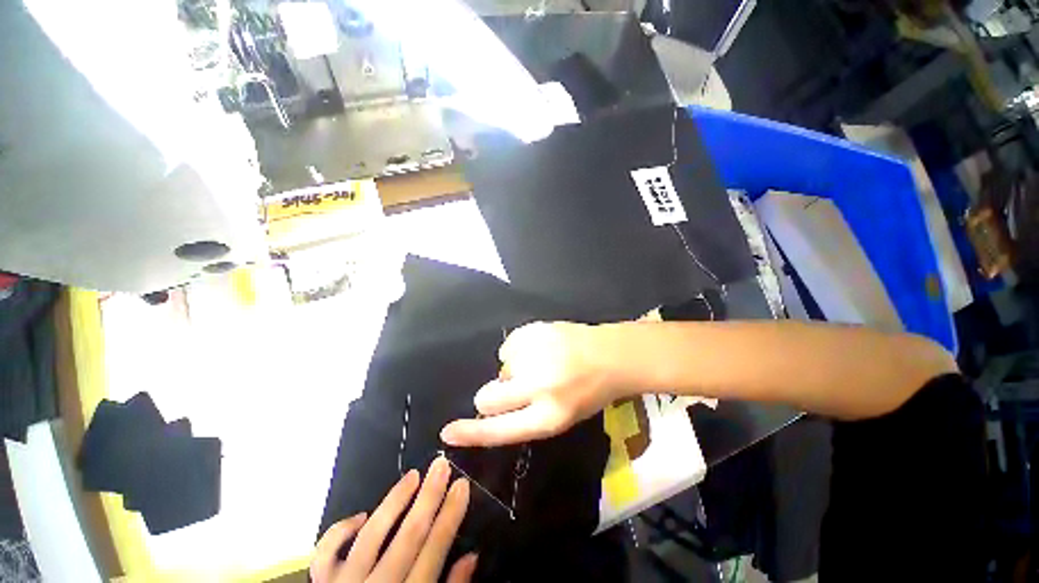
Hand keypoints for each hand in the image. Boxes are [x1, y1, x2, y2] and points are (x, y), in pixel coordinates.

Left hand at [311, 456, 475, 582]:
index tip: (461, 485)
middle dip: (428, 497)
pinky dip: (340, 530)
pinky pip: (326, 554)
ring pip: (371, 536)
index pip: (434, 550)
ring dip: (394, 501)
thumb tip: (471, 556)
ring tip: (413, 475)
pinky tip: (361, 516)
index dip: (450, 515)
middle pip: (407, 537)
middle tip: (441, 465)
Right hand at [441, 321, 623, 446]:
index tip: (447, 432)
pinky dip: (519, 351)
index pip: (499, 429)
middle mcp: (537, 386)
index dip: (470, 433)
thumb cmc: (589, 391)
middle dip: (492, 397)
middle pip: (487, 397)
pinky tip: (541, 349)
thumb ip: (524, 416)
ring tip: (540, 364)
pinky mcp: (532, 332)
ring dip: (512, 370)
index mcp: (548, 416)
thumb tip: (489, 406)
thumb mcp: (560, 416)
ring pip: (500, 368)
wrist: (609, 354)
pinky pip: (508, 346)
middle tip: (514, 388)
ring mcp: (534, 355)